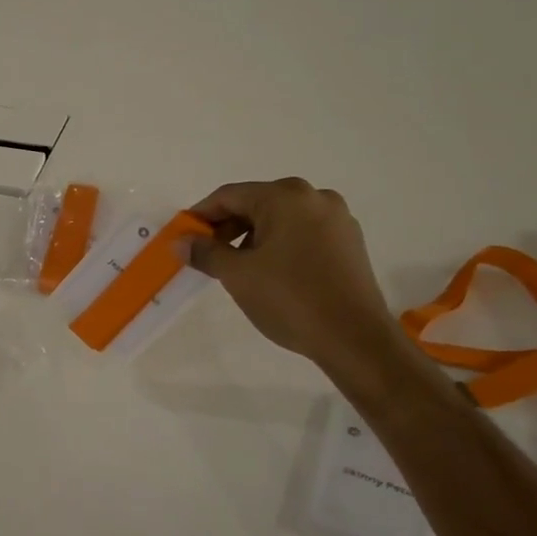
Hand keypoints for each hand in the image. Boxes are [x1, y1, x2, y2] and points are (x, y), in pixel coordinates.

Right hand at [189, 179, 413, 382]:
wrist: (355, 339)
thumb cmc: (290, 298)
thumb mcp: (238, 275)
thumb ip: (205, 252)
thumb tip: (181, 241)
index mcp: (285, 196)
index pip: (229, 196)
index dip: (200, 215)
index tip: (182, 237)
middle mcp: (314, 197)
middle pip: (257, 204)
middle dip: (227, 227)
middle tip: (206, 255)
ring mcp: (337, 219)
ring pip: (281, 220)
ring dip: (253, 238)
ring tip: (237, 268)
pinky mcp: (350, 242)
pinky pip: (303, 234)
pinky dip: (280, 246)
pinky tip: (271, 273)